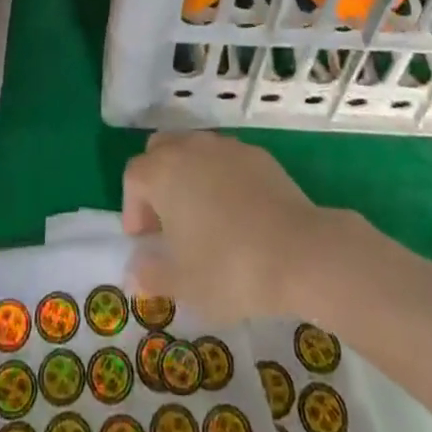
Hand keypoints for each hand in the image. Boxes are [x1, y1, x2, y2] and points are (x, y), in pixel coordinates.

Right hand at [121, 131, 337, 323]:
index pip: (133, 176)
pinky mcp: (257, 154)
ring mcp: (226, 146)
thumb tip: (135, 271)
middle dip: (156, 180)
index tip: (145, 240)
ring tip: (202, 216)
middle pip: (160, 150)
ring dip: (188, 175)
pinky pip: (226, 158)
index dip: (133, 208)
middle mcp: (191, 148)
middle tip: (167, 220)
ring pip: (194, 149)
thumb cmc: (230, 269)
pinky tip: (236, 212)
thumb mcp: (184, 285)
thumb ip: (152, 275)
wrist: (298, 251)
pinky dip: (221, 177)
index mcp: (164, 172)